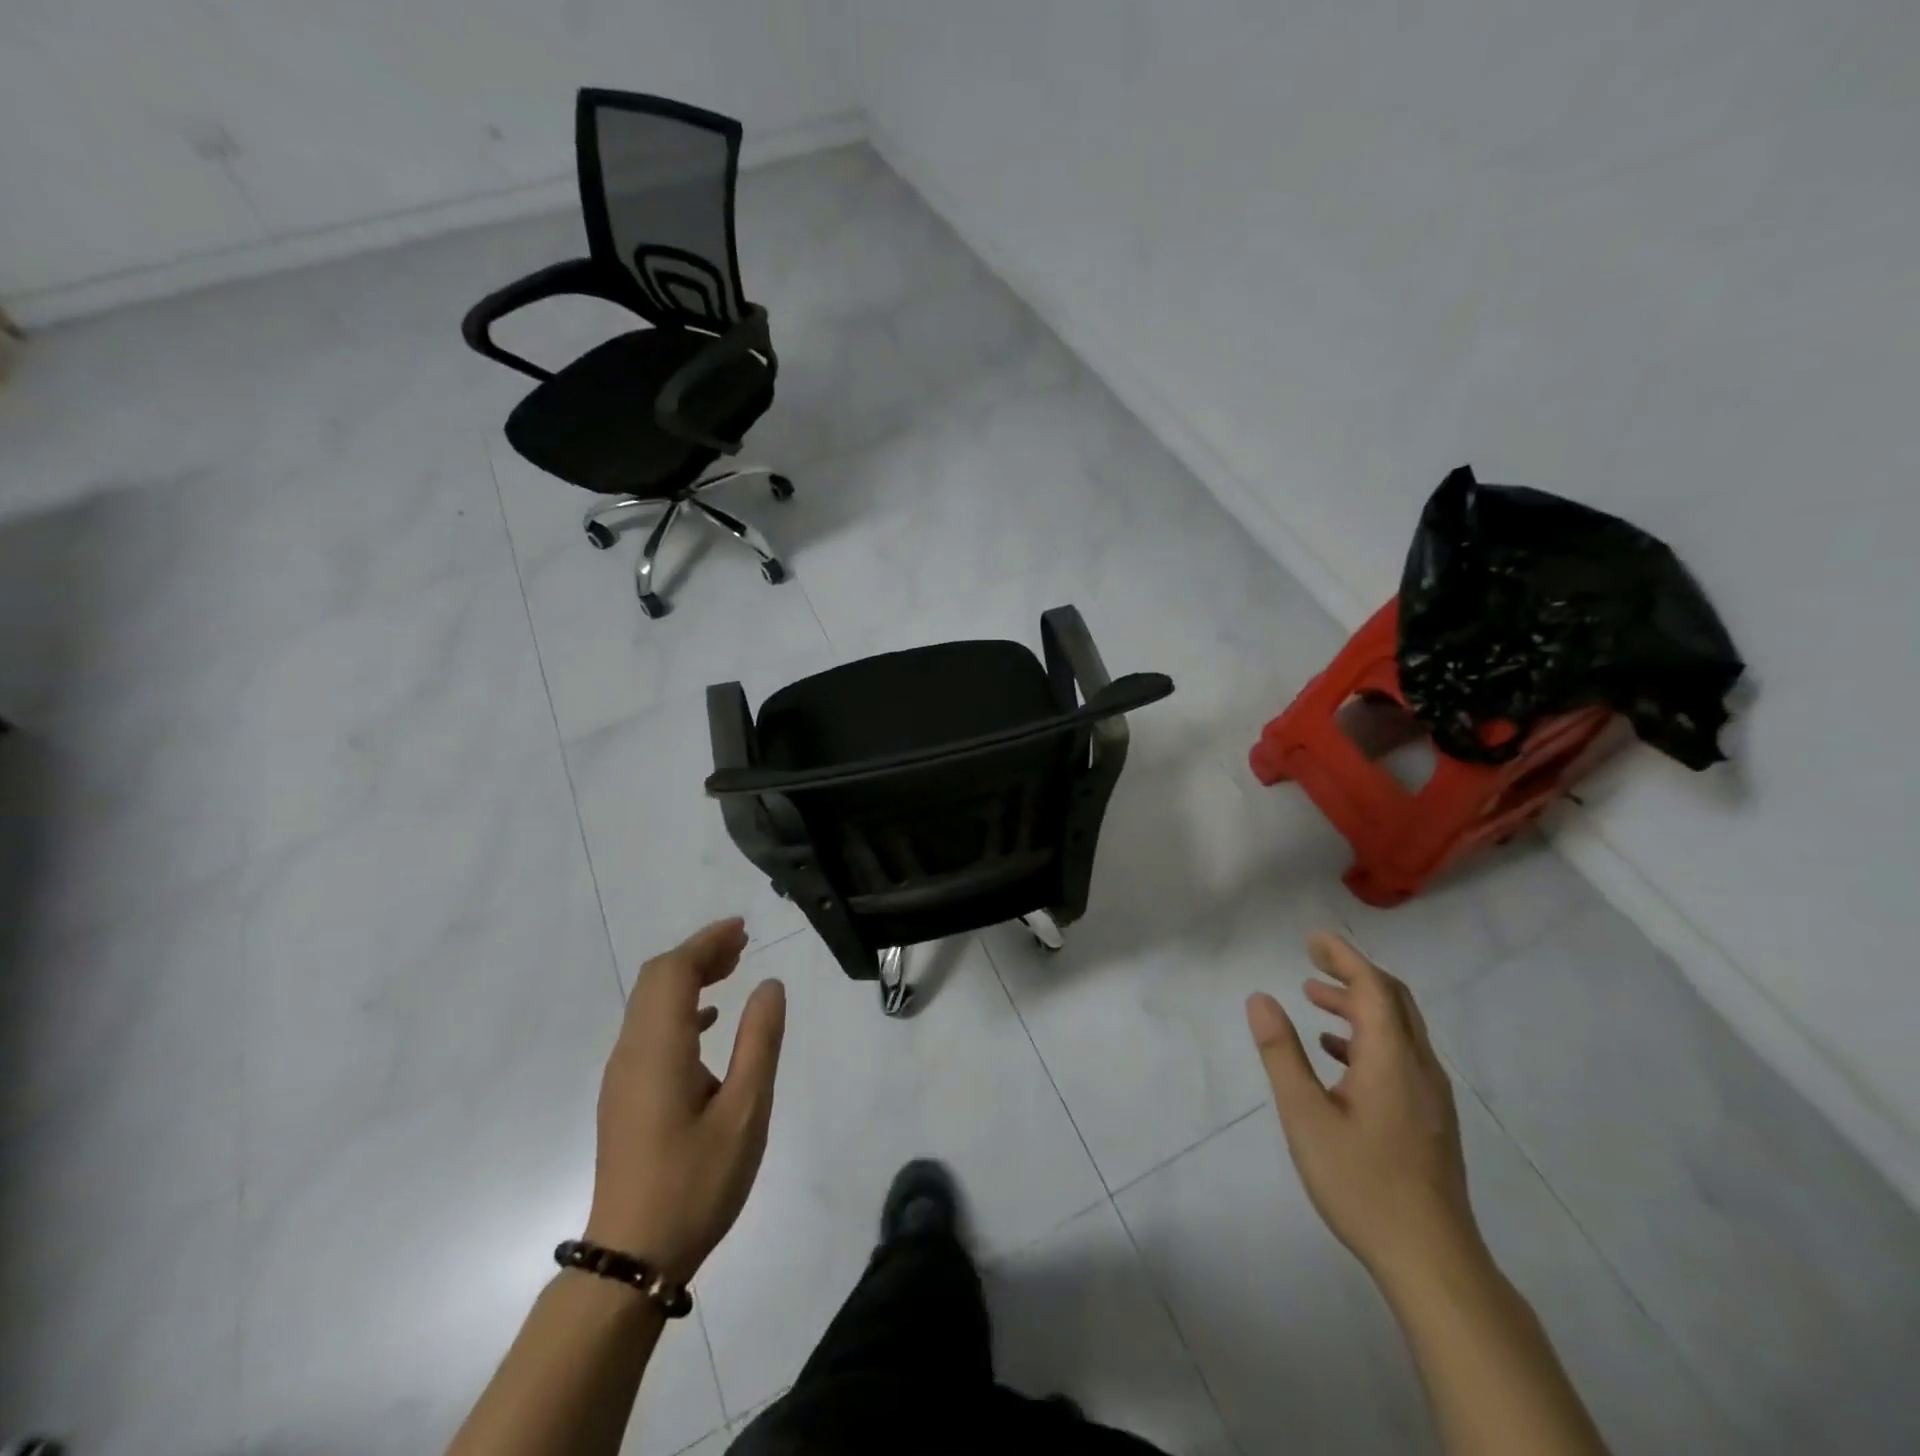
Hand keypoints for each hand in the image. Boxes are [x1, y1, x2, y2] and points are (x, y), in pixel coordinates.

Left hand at [585, 918, 786, 1284]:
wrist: (632, 1258)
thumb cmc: (696, 1182)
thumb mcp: (745, 1111)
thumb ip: (759, 1041)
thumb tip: (769, 984)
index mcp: (658, 1048)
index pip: (674, 972)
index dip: (706, 942)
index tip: (743, 929)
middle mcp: (631, 1051)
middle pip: (657, 980)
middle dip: (698, 954)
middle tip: (742, 944)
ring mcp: (623, 1074)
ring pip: (651, 1003)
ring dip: (689, 978)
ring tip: (732, 970)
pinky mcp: (625, 1095)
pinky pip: (650, 1030)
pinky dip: (680, 1009)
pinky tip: (710, 1022)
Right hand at [1246, 932, 1476, 1281]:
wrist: (1432, 1260)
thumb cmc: (1362, 1182)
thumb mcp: (1305, 1115)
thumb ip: (1282, 1053)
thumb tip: (1260, 999)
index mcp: (1392, 1059)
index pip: (1373, 987)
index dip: (1343, 957)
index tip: (1312, 938)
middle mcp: (1419, 1067)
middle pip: (1394, 1000)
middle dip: (1353, 973)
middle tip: (1311, 960)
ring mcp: (1430, 1095)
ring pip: (1399, 1028)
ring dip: (1359, 1004)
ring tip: (1314, 998)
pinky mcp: (1430, 1118)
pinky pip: (1401, 1055)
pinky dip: (1368, 1036)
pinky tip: (1337, 1054)